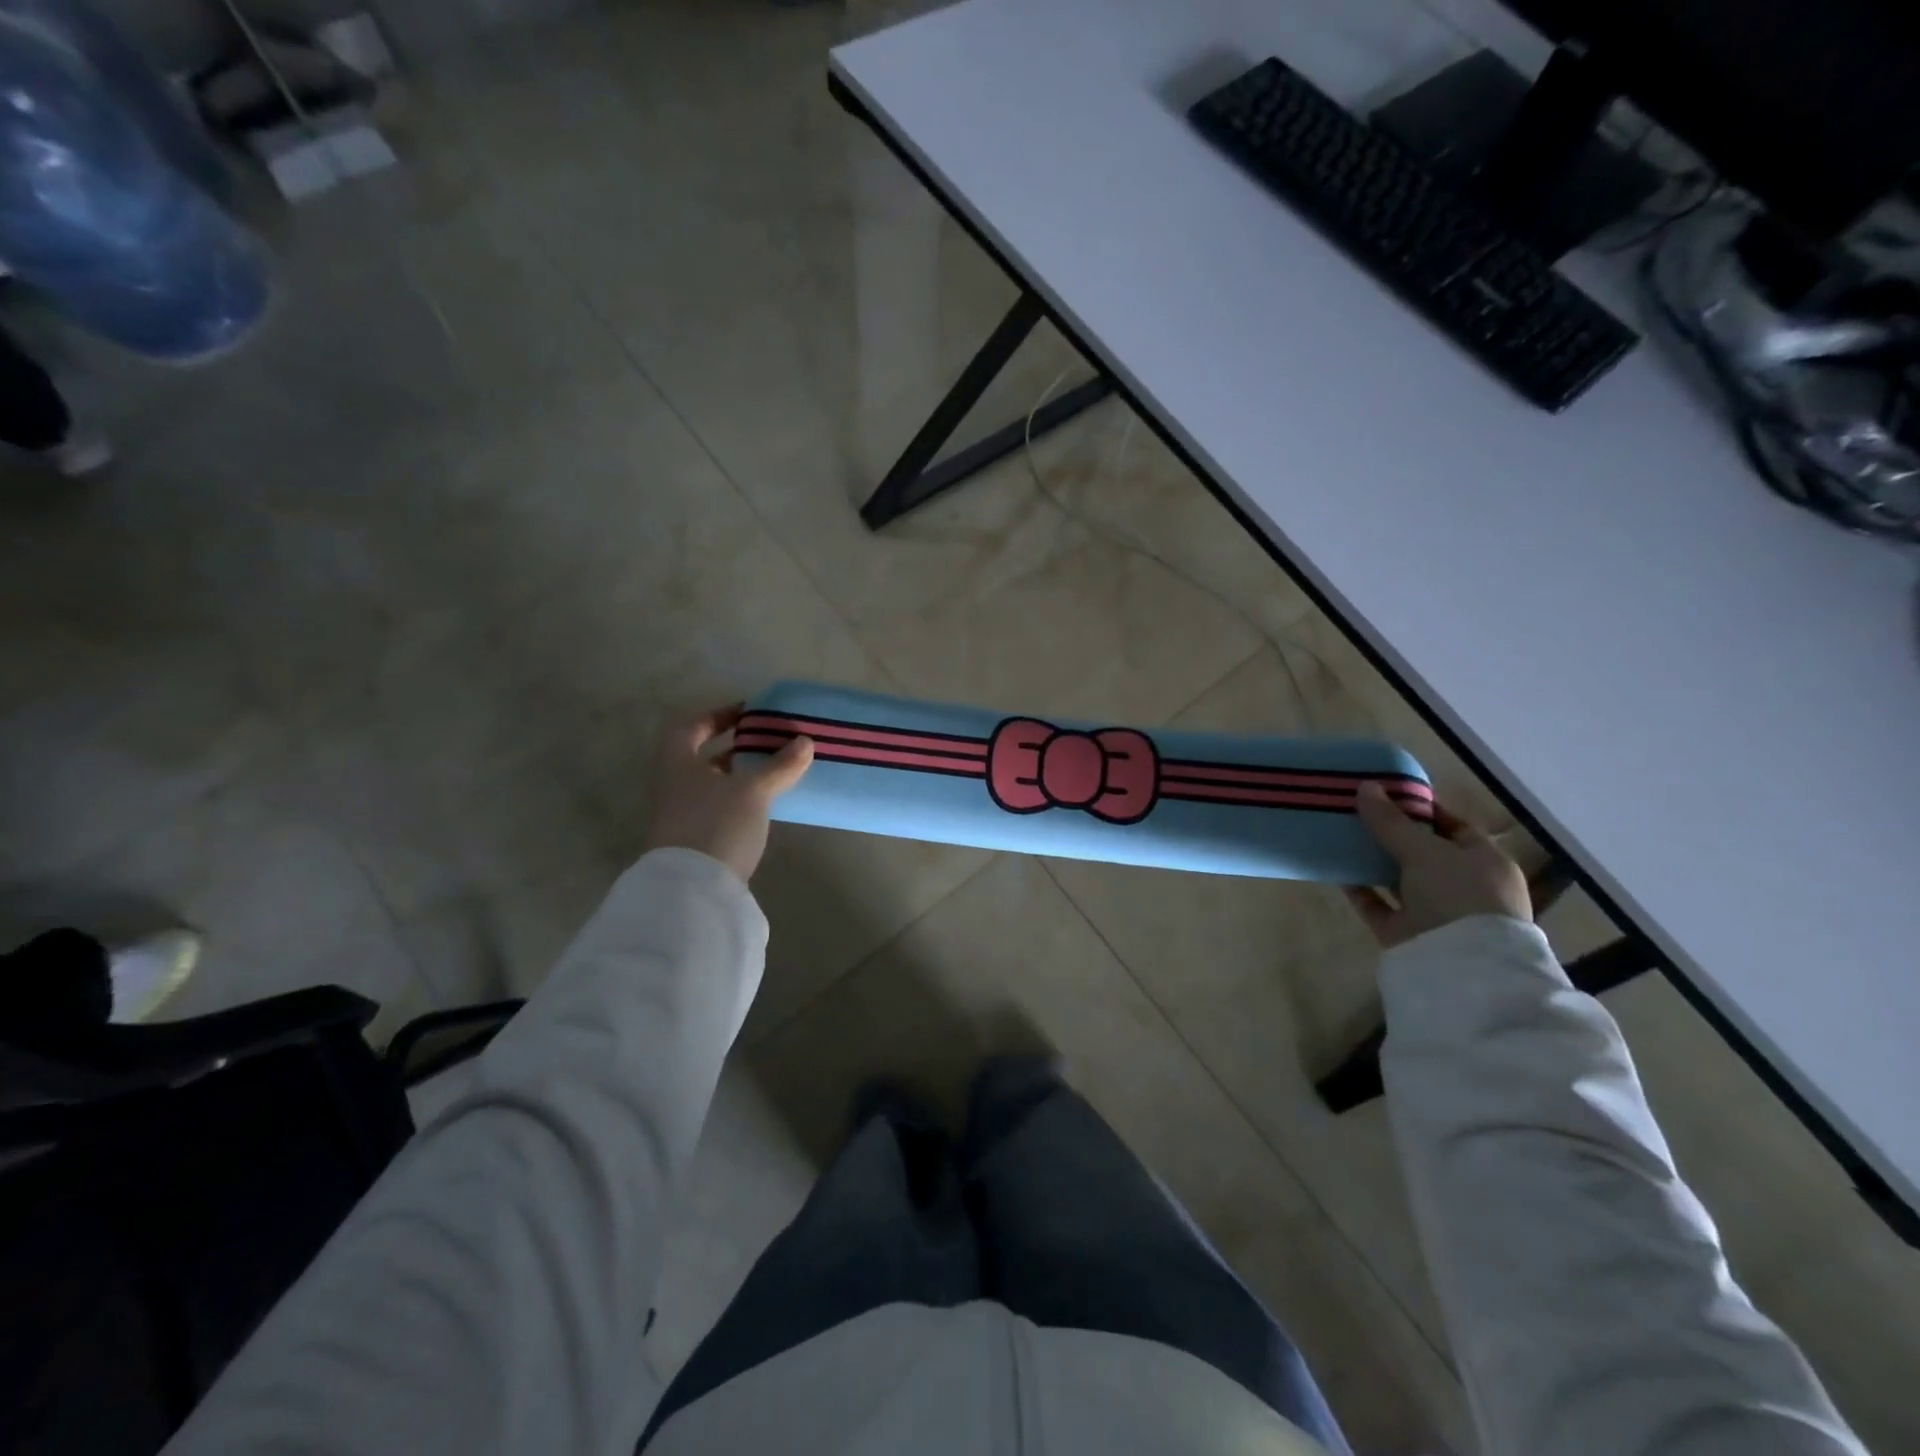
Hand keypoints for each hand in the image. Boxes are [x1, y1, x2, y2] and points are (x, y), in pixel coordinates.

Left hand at [640, 704, 813, 882]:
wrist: (692, 889)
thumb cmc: (717, 824)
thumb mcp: (754, 791)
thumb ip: (779, 765)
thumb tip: (805, 741)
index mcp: (678, 762)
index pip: (692, 726)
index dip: (718, 715)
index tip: (749, 713)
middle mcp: (673, 784)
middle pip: (700, 756)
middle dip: (733, 748)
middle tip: (766, 744)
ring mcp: (679, 815)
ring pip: (709, 784)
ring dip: (737, 776)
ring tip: (771, 773)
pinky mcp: (692, 840)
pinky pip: (716, 807)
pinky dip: (737, 799)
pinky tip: (762, 805)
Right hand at [1345, 782, 1531, 948]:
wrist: (1460, 967)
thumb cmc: (1458, 895)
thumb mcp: (1424, 850)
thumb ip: (1391, 821)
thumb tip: (1365, 787)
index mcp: (1485, 862)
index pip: (1453, 827)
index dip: (1420, 809)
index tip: (1385, 794)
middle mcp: (1463, 886)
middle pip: (1422, 853)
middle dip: (1390, 834)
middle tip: (1355, 812)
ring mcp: (1435, 912)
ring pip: (1398, 879)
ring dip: (1371, 861)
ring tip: (1340, 836)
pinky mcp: (1406, 933)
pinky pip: (1378, 905)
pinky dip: (1359, 889)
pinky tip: (1336, 869)